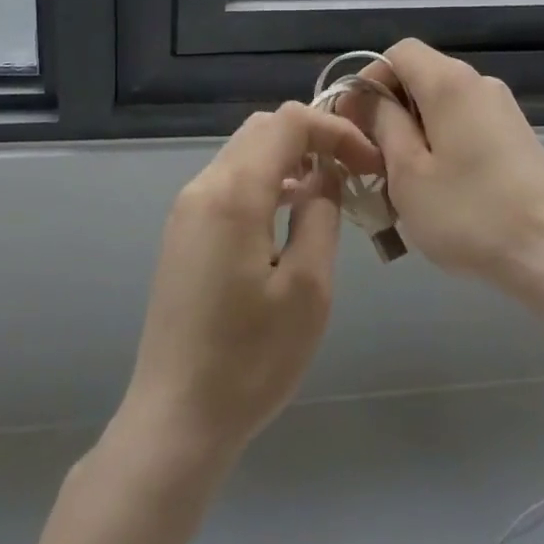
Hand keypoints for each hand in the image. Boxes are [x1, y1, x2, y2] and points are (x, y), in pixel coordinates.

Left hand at [118, 102, 380, 461]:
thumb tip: (325, 176)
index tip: (369, 162)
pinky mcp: (183, 232)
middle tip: (353, 168)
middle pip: (264, 128)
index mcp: (234, 192)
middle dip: (314, 136)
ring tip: (328, 188)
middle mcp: (204, 186)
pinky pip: (229, 180)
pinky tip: (289, 213)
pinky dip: (266, 178)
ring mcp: (187, 209)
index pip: (290, 123)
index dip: (336, 129)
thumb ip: (320, 215)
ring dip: (289, 156)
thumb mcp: (307, 289)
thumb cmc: (250, 360)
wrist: (174, 420)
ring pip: (245, 151)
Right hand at [341, 39, 543, 308]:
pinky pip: (465, 122)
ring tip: (402, 182)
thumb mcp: (408, 173)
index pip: (399, 52)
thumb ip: (383, 124)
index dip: (369, 80)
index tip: (355, 123)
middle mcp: (479, 82)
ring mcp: (502, 108)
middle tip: (372, 159)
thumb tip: (368, 98)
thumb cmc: (470, 214)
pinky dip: (442, 142)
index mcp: (450, 82)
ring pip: (442, 103)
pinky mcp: (516, 134)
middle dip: (390, 111)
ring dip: (414, 132)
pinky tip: (439, 188)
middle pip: (421, 76)